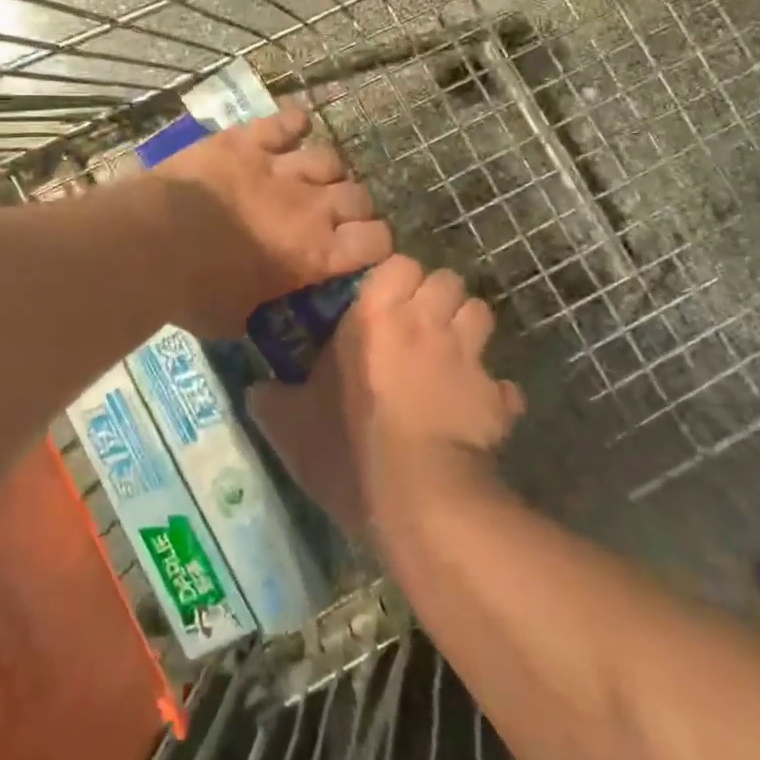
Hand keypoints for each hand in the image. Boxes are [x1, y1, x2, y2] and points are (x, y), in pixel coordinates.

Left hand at [151, 104, 391, 338]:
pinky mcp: (246, 141)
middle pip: (359, 196)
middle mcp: (311, 206)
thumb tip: (258, 312)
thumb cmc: (194, 291)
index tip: (362, 250)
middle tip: (333, 218)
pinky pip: (284, 121)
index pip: (376, 241)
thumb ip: (258, 310)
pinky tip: (293, 127)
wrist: (153, 242)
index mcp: (316, 253)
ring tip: (310, 179)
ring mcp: (279, 167)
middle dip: (353, 208)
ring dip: (326, 171)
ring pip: (329, 158)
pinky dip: (292, 123)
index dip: (374, 244)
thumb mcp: (233, 320)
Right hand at [250, 254, 521, 534]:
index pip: (401, 264)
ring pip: (481, 313)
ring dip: (468, 329)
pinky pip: (503, 383)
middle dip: (438, 297)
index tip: (386, 303)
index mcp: (375, 315)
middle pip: (448, 280)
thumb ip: (272, 400)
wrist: (416, 495)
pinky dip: (493, 392)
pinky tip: (478, 409)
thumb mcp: (290, 424)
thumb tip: (256, 390)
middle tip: (420, 326)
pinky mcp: (496, 397)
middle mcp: (425, 322)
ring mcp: (467, 356)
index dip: (398, 280)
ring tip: (451, 355)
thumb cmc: (346, 445)